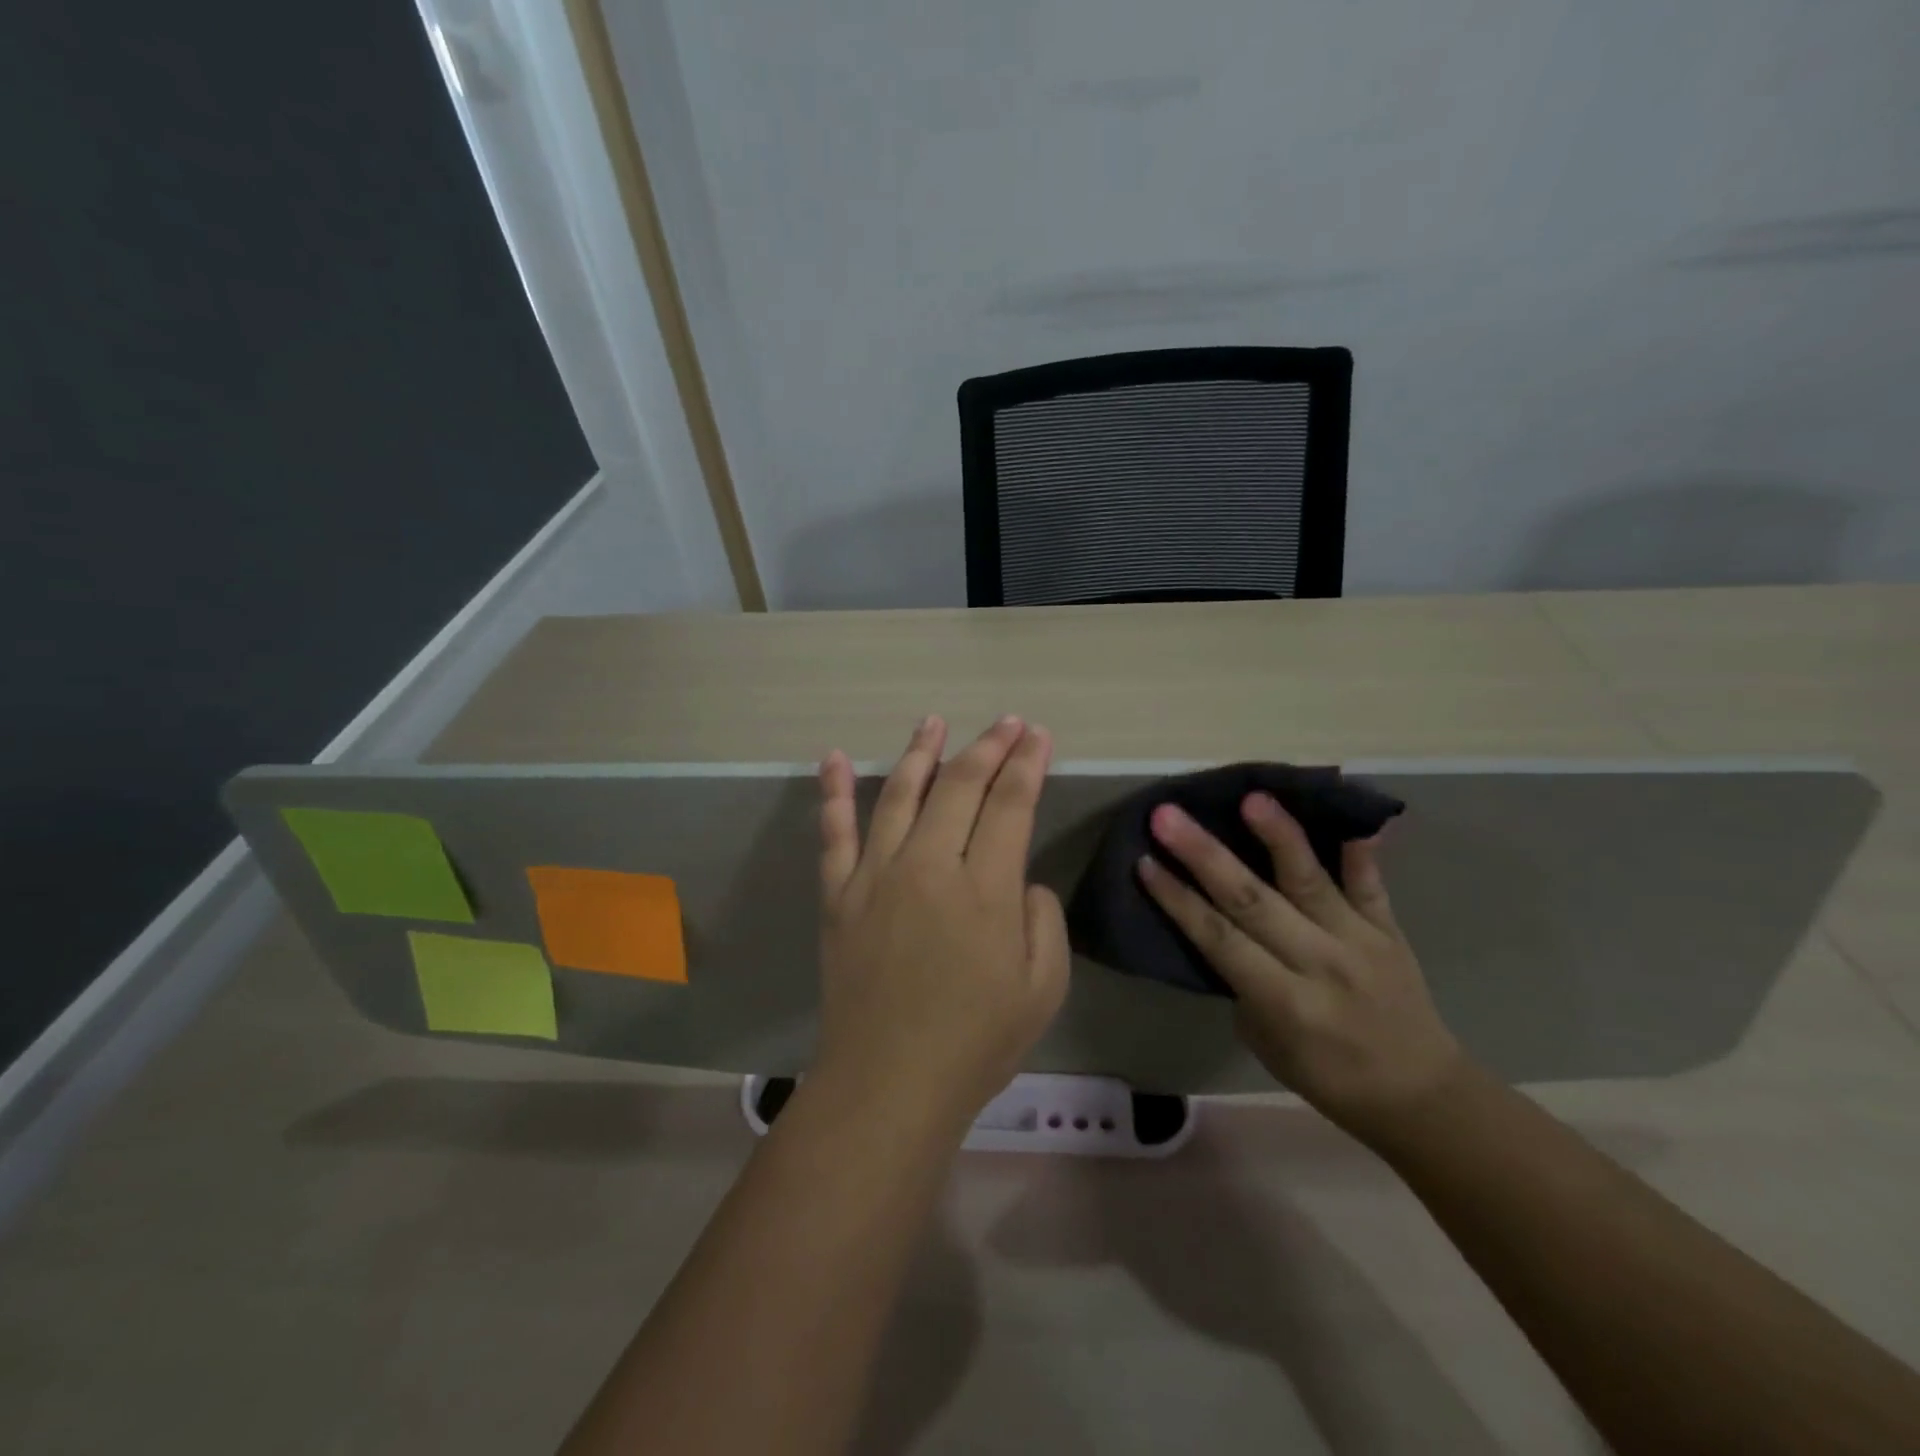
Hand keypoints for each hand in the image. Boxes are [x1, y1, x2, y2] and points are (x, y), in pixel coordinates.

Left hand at [812, 715, 1070, 1135]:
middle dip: (988, 747)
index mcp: (983, 889)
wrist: (889, 1082)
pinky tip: (834, 758)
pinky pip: (833, 832)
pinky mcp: (838, 894)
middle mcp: (928, 866)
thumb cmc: (976, 1041)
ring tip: (934, 721)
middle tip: (1007, 722)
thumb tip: (1018, 878)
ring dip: (921, 753)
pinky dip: (833, 792)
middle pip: (960, 787)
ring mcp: (875, 875)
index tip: (1038, 736)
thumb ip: (1041, 918)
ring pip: (900, 795)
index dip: (1027, 764)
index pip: (1010, 804)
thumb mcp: (1042, 987)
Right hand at [1137, 793, 1465, 1141]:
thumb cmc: (1328, 1076)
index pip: (1219, 939)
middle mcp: (1319, 963)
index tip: (1144, 862)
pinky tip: (1351, 816)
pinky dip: (1362, 851)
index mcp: (1284, 1001)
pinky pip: (1372, 885)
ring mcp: (1358, 941)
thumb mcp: (1266, 1044)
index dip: (1178, 900)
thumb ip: (1243, 984)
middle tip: (1168, 816)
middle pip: (1252, 900)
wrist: (1421, 1096)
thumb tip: (1224, 931)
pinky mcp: (1389, 929)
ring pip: (1309, 880)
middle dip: (1204, 855)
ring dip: (1277, 836)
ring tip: (1251, 797)